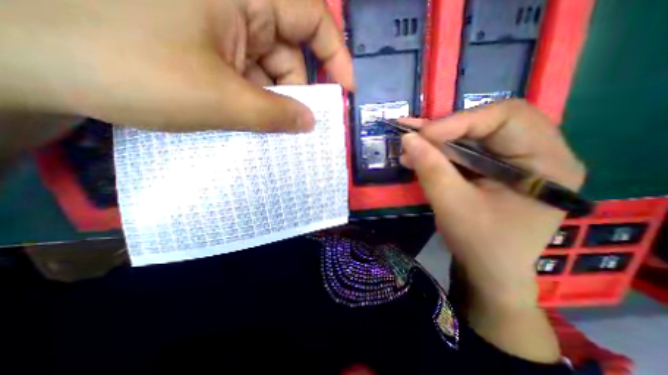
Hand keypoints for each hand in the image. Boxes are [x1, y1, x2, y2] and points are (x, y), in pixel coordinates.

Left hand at [0, 0, 353, 131]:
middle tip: (306, 125)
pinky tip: (257, 123)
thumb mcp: (220, 98)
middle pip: (292, 51)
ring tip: (277, 131)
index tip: (346, 90)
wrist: (35, 60)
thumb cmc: (132, 69)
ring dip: (279, 102)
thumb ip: (275, 113)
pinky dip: (260, 102)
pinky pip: (253, 78)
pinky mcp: (212, 49)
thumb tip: (310, 122)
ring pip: (272, 70)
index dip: (335, 56)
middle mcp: (238, 3)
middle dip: (301, 91)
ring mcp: (224, 28)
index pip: (312, 17)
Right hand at [401, 102, 585, 304]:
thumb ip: (431, 169)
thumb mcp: (452, 206)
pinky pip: (466, 149)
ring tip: (410, 147)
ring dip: (439, 140)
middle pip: (490, 122)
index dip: (460, 121)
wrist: (489, 270)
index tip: (422, 135)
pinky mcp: (495, 168)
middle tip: (415, 137)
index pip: (506, 118)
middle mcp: (539, 153)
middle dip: (447, 129)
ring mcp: (516, 160)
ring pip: (473, 134)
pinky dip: (440, 151)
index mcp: (548, 162)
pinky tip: (419, 156)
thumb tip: (408, 138)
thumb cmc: (480, 243)